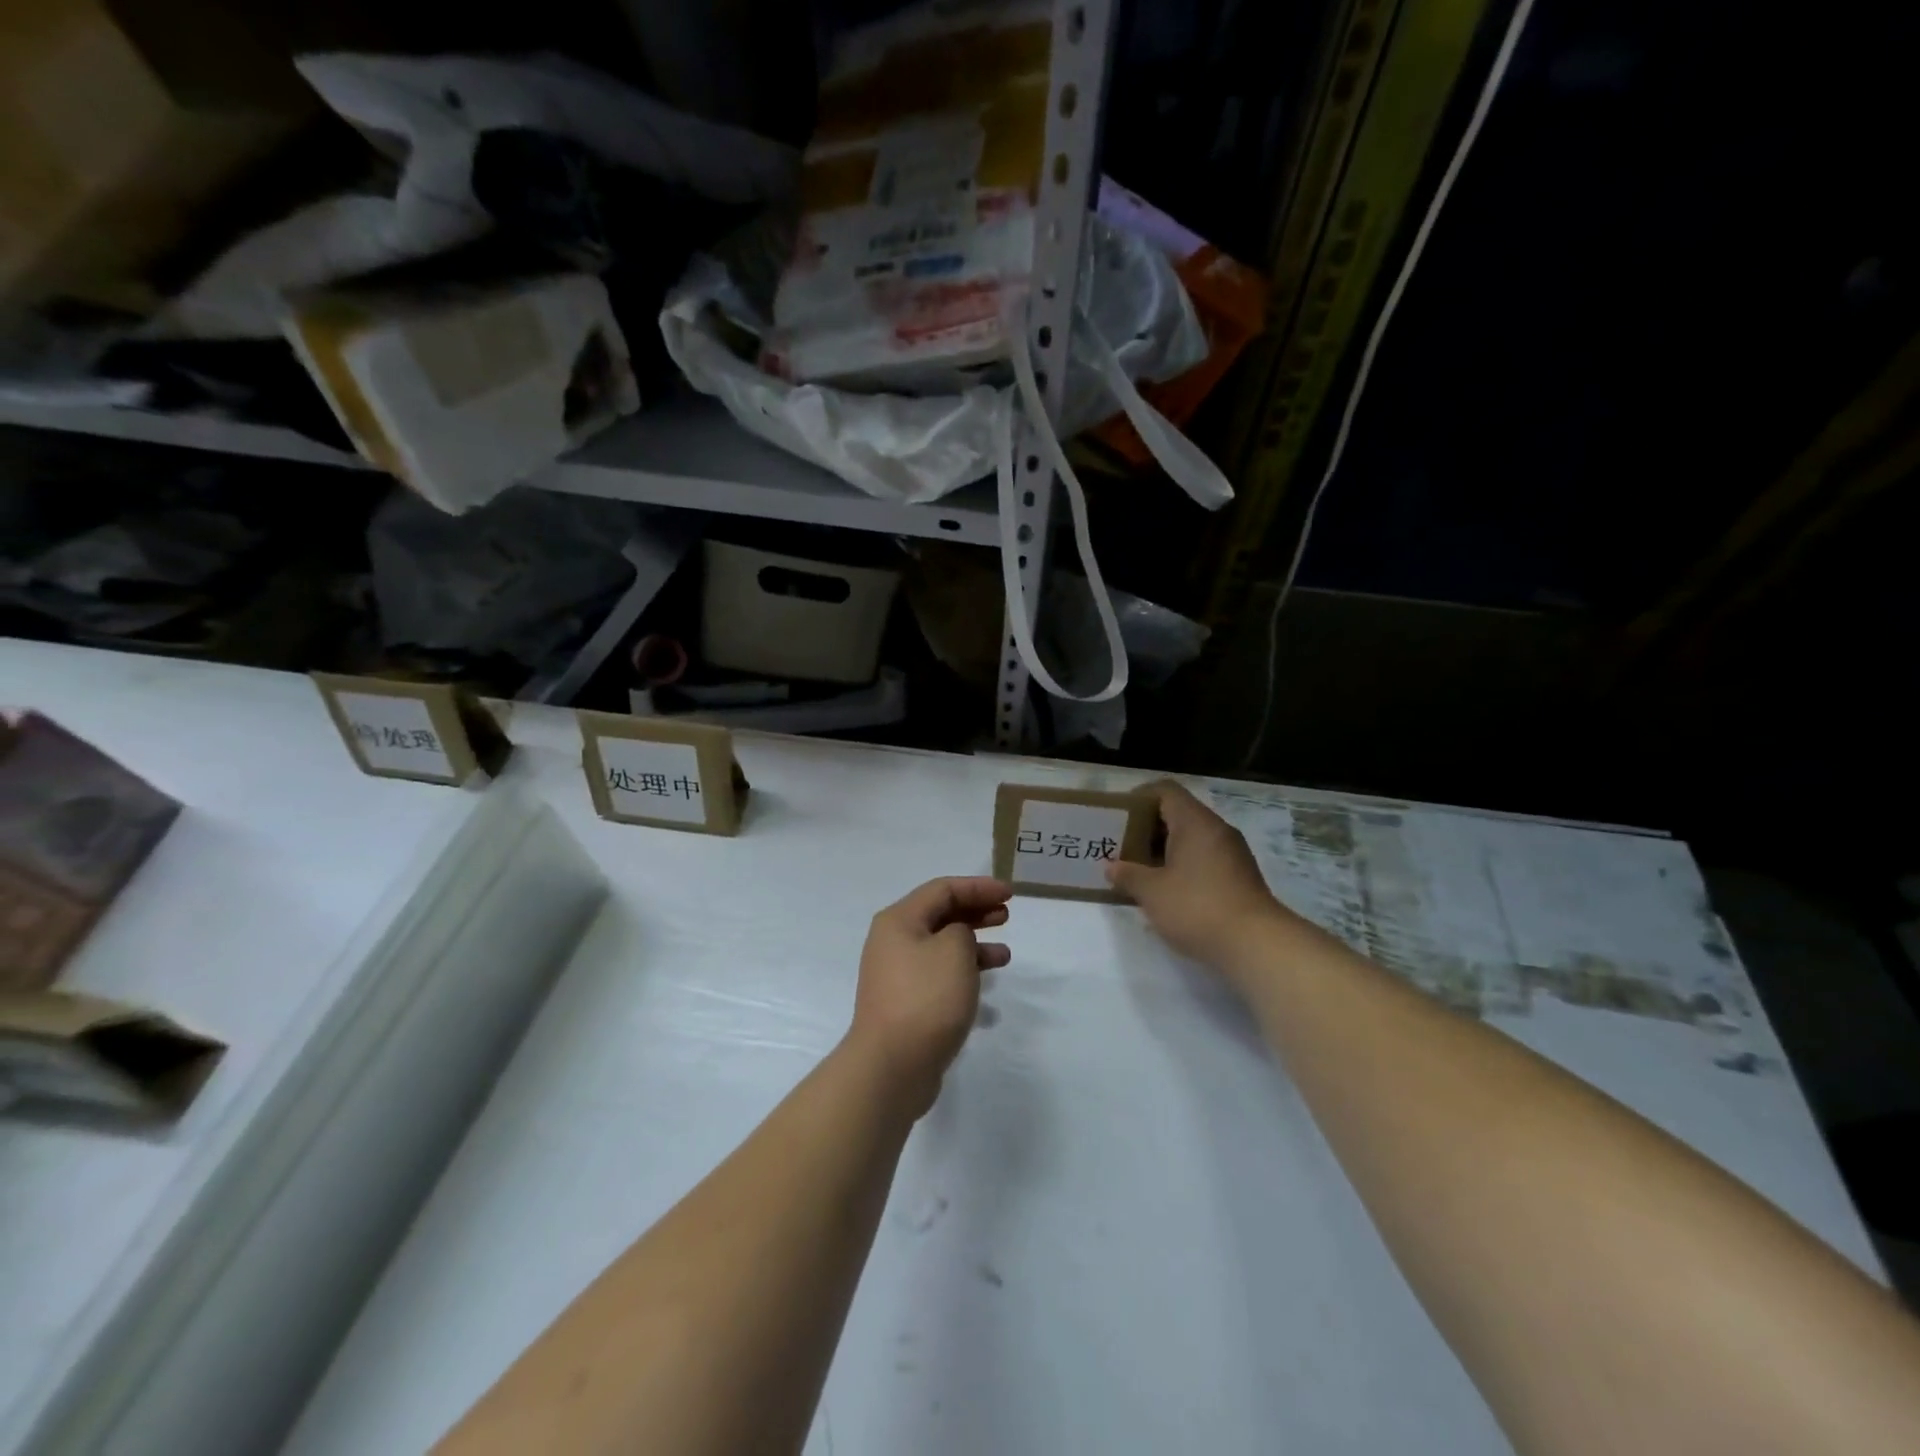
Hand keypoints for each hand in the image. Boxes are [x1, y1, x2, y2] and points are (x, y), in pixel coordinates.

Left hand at [847, 876, 1012, 1116]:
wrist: (891, 1066)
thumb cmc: (925, 998)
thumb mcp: (953, 950)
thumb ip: (962, 930)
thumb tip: (958, 937)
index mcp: (899, 920)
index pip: (942, 889)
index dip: (978, 887)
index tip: (1010, 894)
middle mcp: (893, 942)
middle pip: (940, 915)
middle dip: (975, 912)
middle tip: (1006, 915)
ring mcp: (898, 974)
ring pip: (942, 947)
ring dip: (973, 945)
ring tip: (1005, 955)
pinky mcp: (906, 1003)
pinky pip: (939, 974)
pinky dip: (964, 972)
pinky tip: (985, 985)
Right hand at [1106, 780, 1292, 974]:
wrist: (1256, 945)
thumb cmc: (1197, 907)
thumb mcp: (1152, 892)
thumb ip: (1128, 875)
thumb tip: (1113, 867)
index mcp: (1195, 822)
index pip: (1165, 791)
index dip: (1139, 798)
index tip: (1118, 817)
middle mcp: (1216, 830)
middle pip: (1178, 814)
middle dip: (1147, 828)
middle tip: (1122, 847)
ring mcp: (1232, 854)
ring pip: (1192, 839)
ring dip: (1164, 850)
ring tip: (1140, 871)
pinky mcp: (1240, 877)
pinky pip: (1204, 858)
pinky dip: (1183, 866)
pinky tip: (1167, 890)